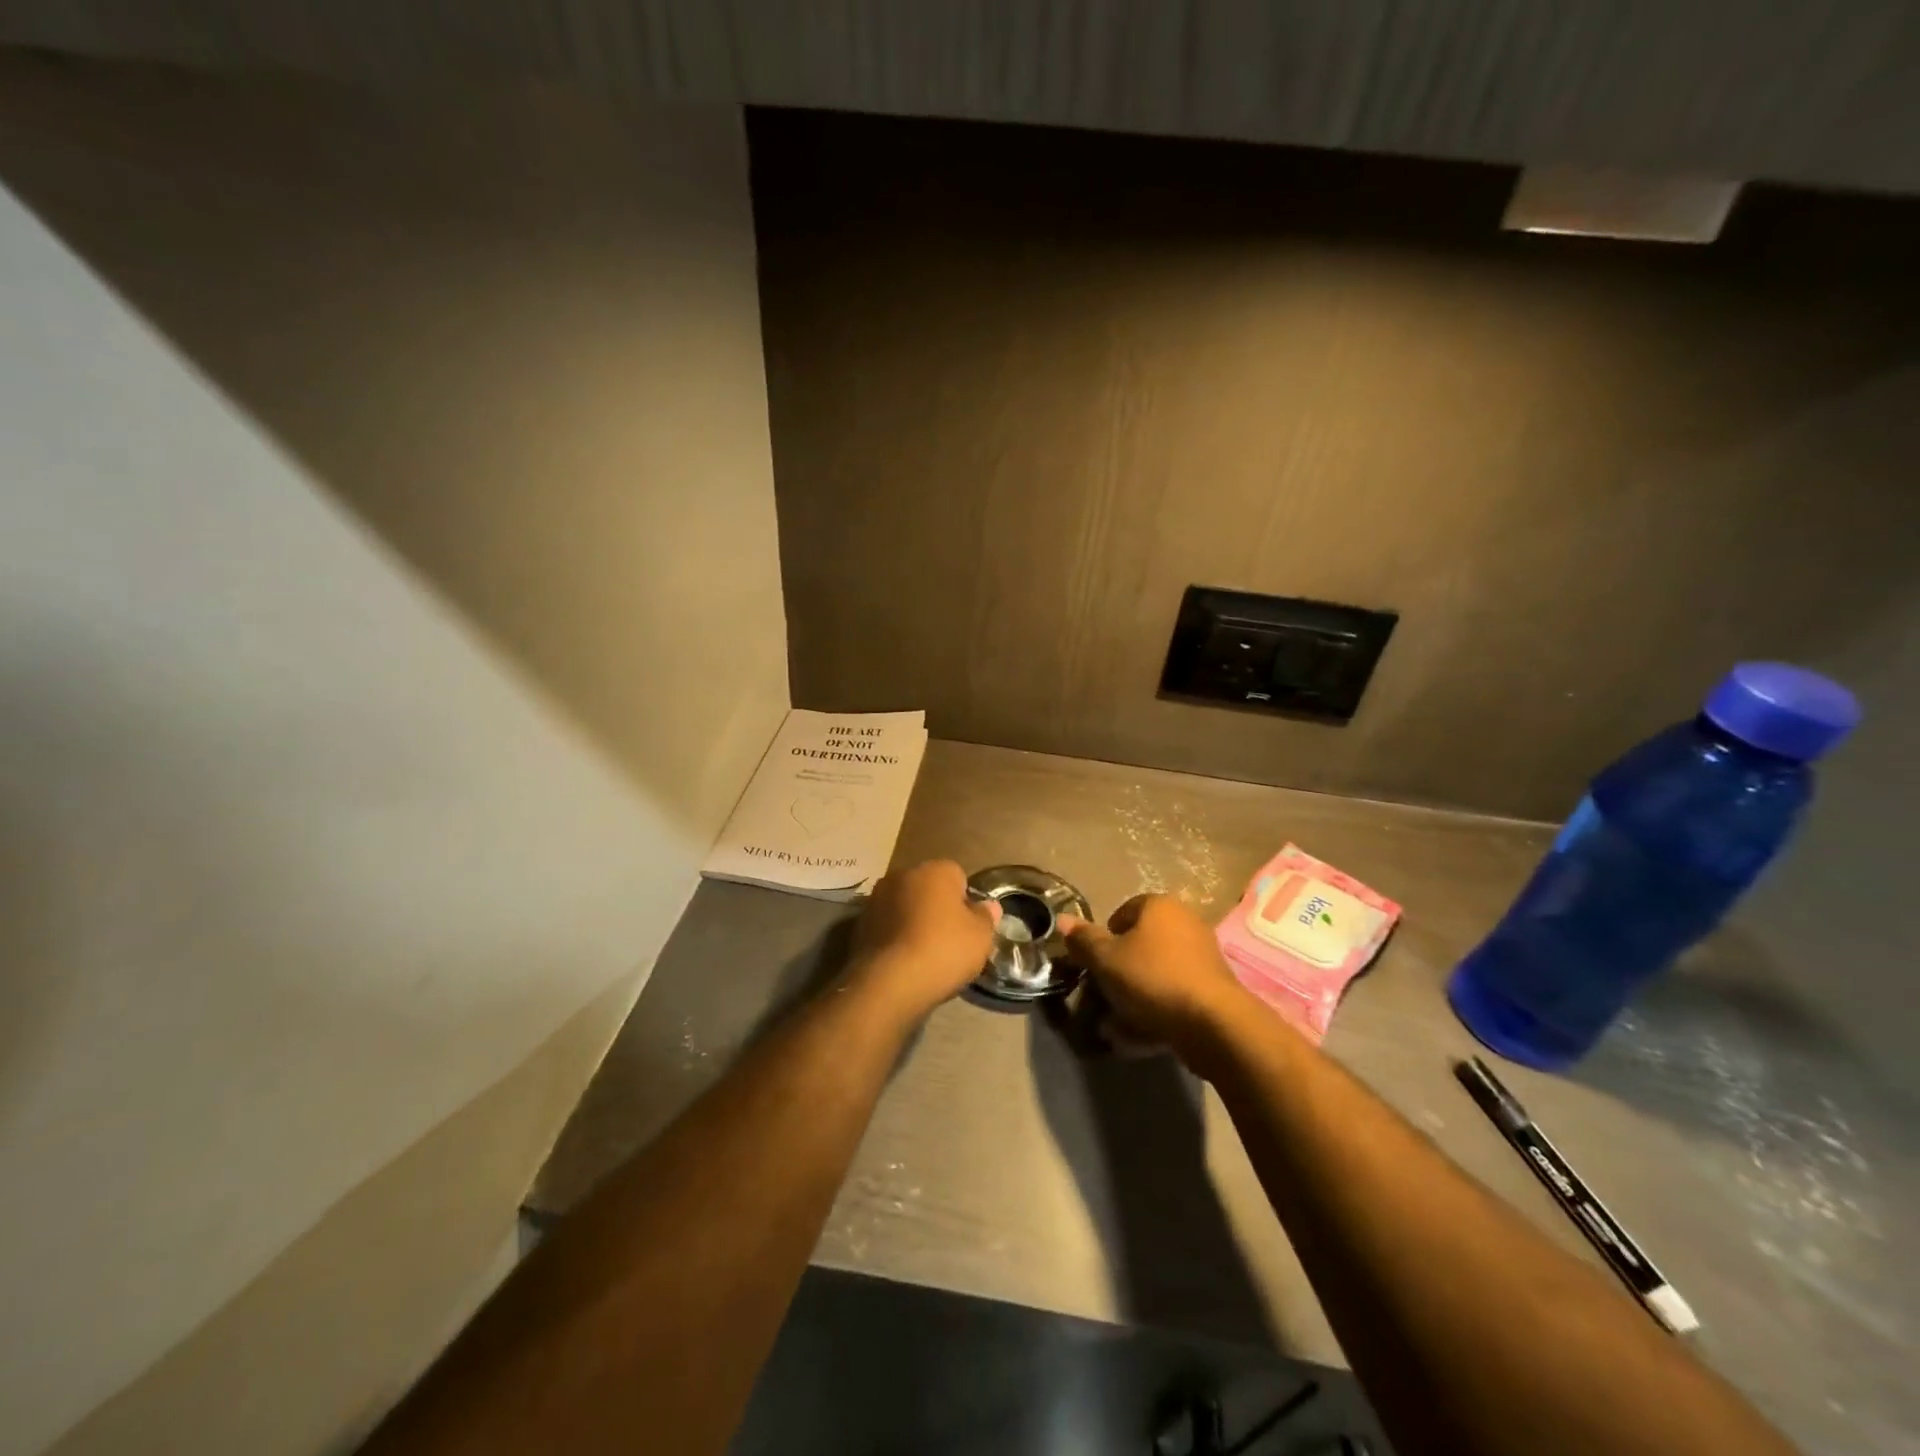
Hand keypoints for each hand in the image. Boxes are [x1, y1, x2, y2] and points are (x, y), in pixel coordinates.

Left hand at [846, 860, 998, 1024]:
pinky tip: (902, 961)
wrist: (889, 982)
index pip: (957, 875)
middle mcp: (902, 874)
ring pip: (904, 905)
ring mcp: (876, 898)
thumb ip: (986, 917)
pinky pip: (886, 925)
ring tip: (923, 954)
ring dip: (912, 921)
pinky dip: (894, 937)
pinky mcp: (859, 923)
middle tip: (948, 940)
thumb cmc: (943, 950)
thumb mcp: (980, 937)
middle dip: (936, 907)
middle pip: (927, 888)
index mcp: (935, 870)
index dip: (965, 901)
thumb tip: (988, 906)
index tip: (968, 927)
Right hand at [1060, 895, 1247, 1066]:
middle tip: (1103, 996)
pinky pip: (1175, 994)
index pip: (1122, 913)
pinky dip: (1157, 1010)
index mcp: (1159, 906)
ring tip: (1117, 1026)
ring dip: (1135, 996)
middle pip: (1140, 944)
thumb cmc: (1153, 979)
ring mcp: (1202, 955)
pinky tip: (1142, 1036)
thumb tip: (1062, 919)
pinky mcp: (1213, 988)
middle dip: (1119, 971)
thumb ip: (1083, 940)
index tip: (1095, 966)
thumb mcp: (1106, 959)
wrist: (1213, 1023)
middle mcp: (1184, 922)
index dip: (1104, 939)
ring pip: (1156, 973)